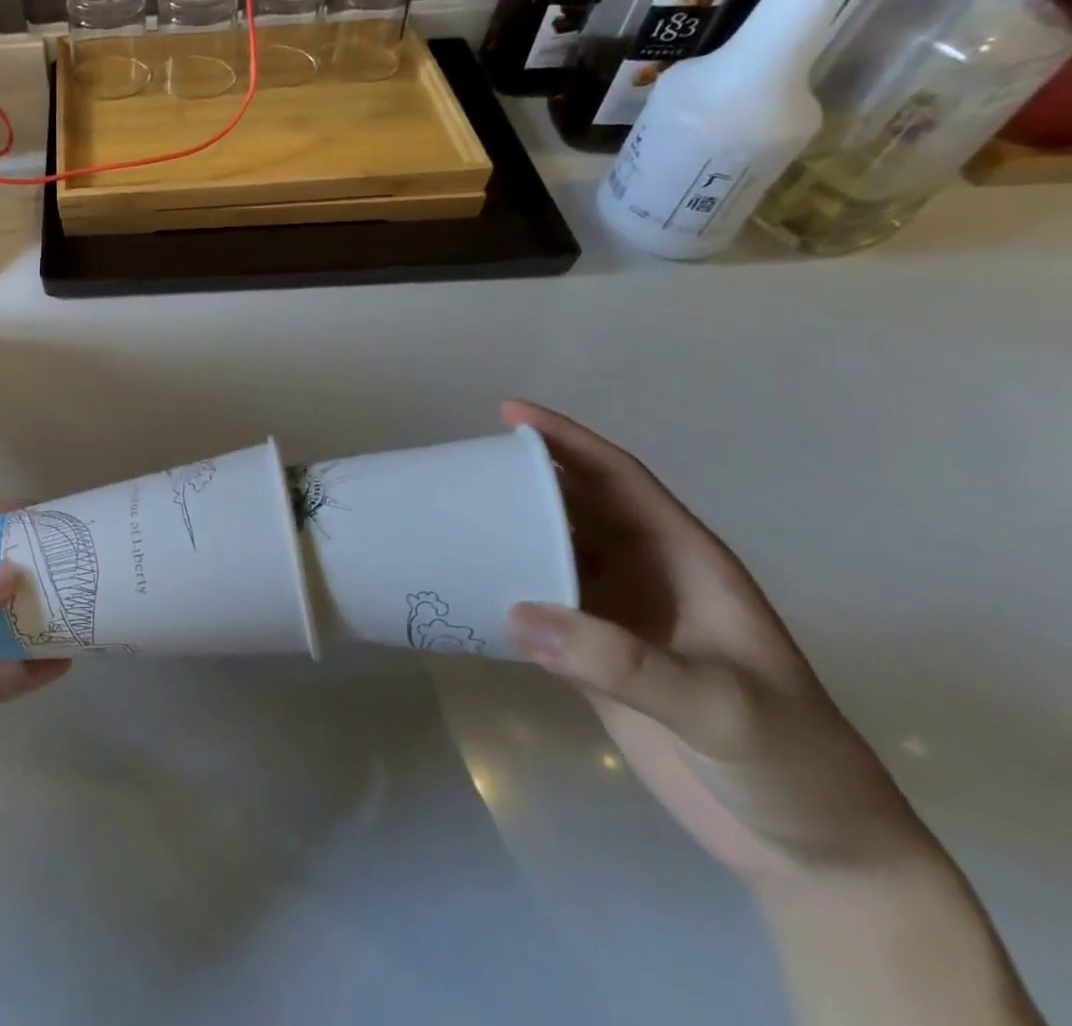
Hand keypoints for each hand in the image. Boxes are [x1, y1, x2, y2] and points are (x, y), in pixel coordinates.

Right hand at [502, 401, 937, 889]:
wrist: (814, 853)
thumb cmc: (792, 762)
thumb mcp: (718, 707)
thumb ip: (621, 661)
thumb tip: (515, 612)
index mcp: (686, 561)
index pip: (619, 480)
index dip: (568, 441)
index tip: (509, 414)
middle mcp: (648, 576)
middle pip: (578, 507)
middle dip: (526, 478)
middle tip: (461, 467)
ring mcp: (623, 618)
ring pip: (555, 551)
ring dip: (511, 531)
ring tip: (453, 516)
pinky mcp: (600, 660)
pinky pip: (543, 606)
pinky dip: (507, 589)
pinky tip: (469, 585)